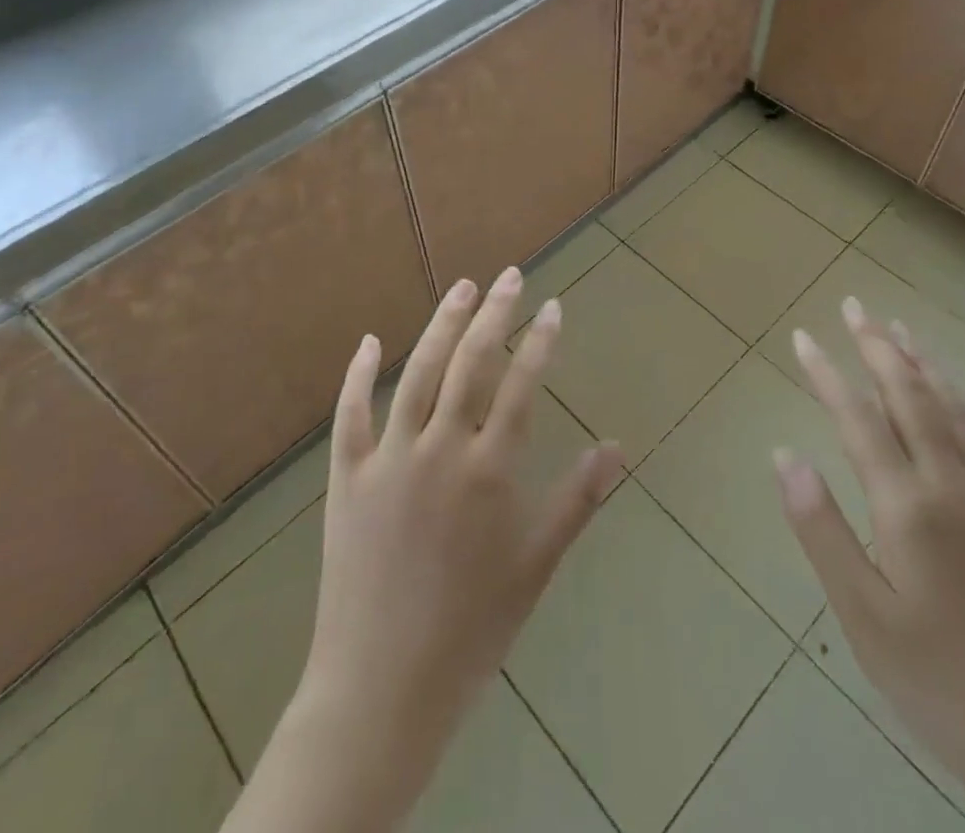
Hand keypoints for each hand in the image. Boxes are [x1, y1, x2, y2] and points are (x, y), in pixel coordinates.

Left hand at [224, 267, 622, 832]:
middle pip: (472, 362)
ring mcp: (389, 458)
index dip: (540, 341)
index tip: (553, 306)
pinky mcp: (346, 477)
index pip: (522, 384)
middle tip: (511, 276)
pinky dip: (358, 374)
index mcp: (490, 469)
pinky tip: (370, 342)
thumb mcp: (536, 565)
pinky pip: (350, 414)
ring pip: (417, 372)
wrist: (383, 689)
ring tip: (462, 288)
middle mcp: (441, 448)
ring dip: (441, 325)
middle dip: (495, 313)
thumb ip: (577, 499)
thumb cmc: (472, 629)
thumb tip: (618, 447)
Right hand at [775, 300, 964, 832]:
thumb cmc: (935, 680)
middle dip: (878, 346)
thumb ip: (821, 528)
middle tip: (853, 306)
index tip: (801, 337)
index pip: (859, 418)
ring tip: (899, 328)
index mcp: (909, 507)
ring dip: (924, 363)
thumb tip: (783, 454)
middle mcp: (955, 486)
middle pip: (912, 397)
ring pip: (957, 409)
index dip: (827, 373)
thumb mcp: (861, 614)